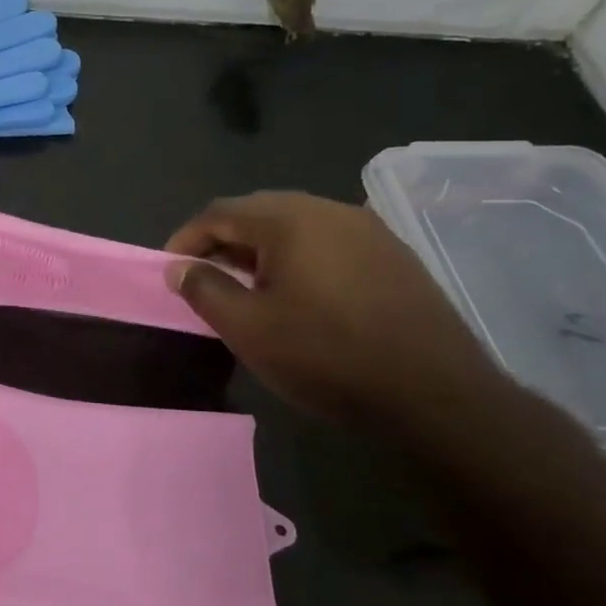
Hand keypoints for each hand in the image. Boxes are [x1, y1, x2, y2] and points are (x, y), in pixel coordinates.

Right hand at [164, 191, 511, 432]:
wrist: (434, 395)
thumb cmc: (325, 355)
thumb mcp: (247, 328)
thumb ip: (204, 289)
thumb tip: (180, 268)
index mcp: (289, 220)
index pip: (220, 212)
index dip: (187, 238)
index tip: (171, 269)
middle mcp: (330, 210)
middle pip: (259, 211)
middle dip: (224, 240)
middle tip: (205, 276)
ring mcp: (369, 230)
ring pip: (296, 226)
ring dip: (262, 249)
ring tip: (248, 287)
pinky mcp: (395, 255)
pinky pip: (329, 242)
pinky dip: (299, 257)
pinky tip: (299, 293)